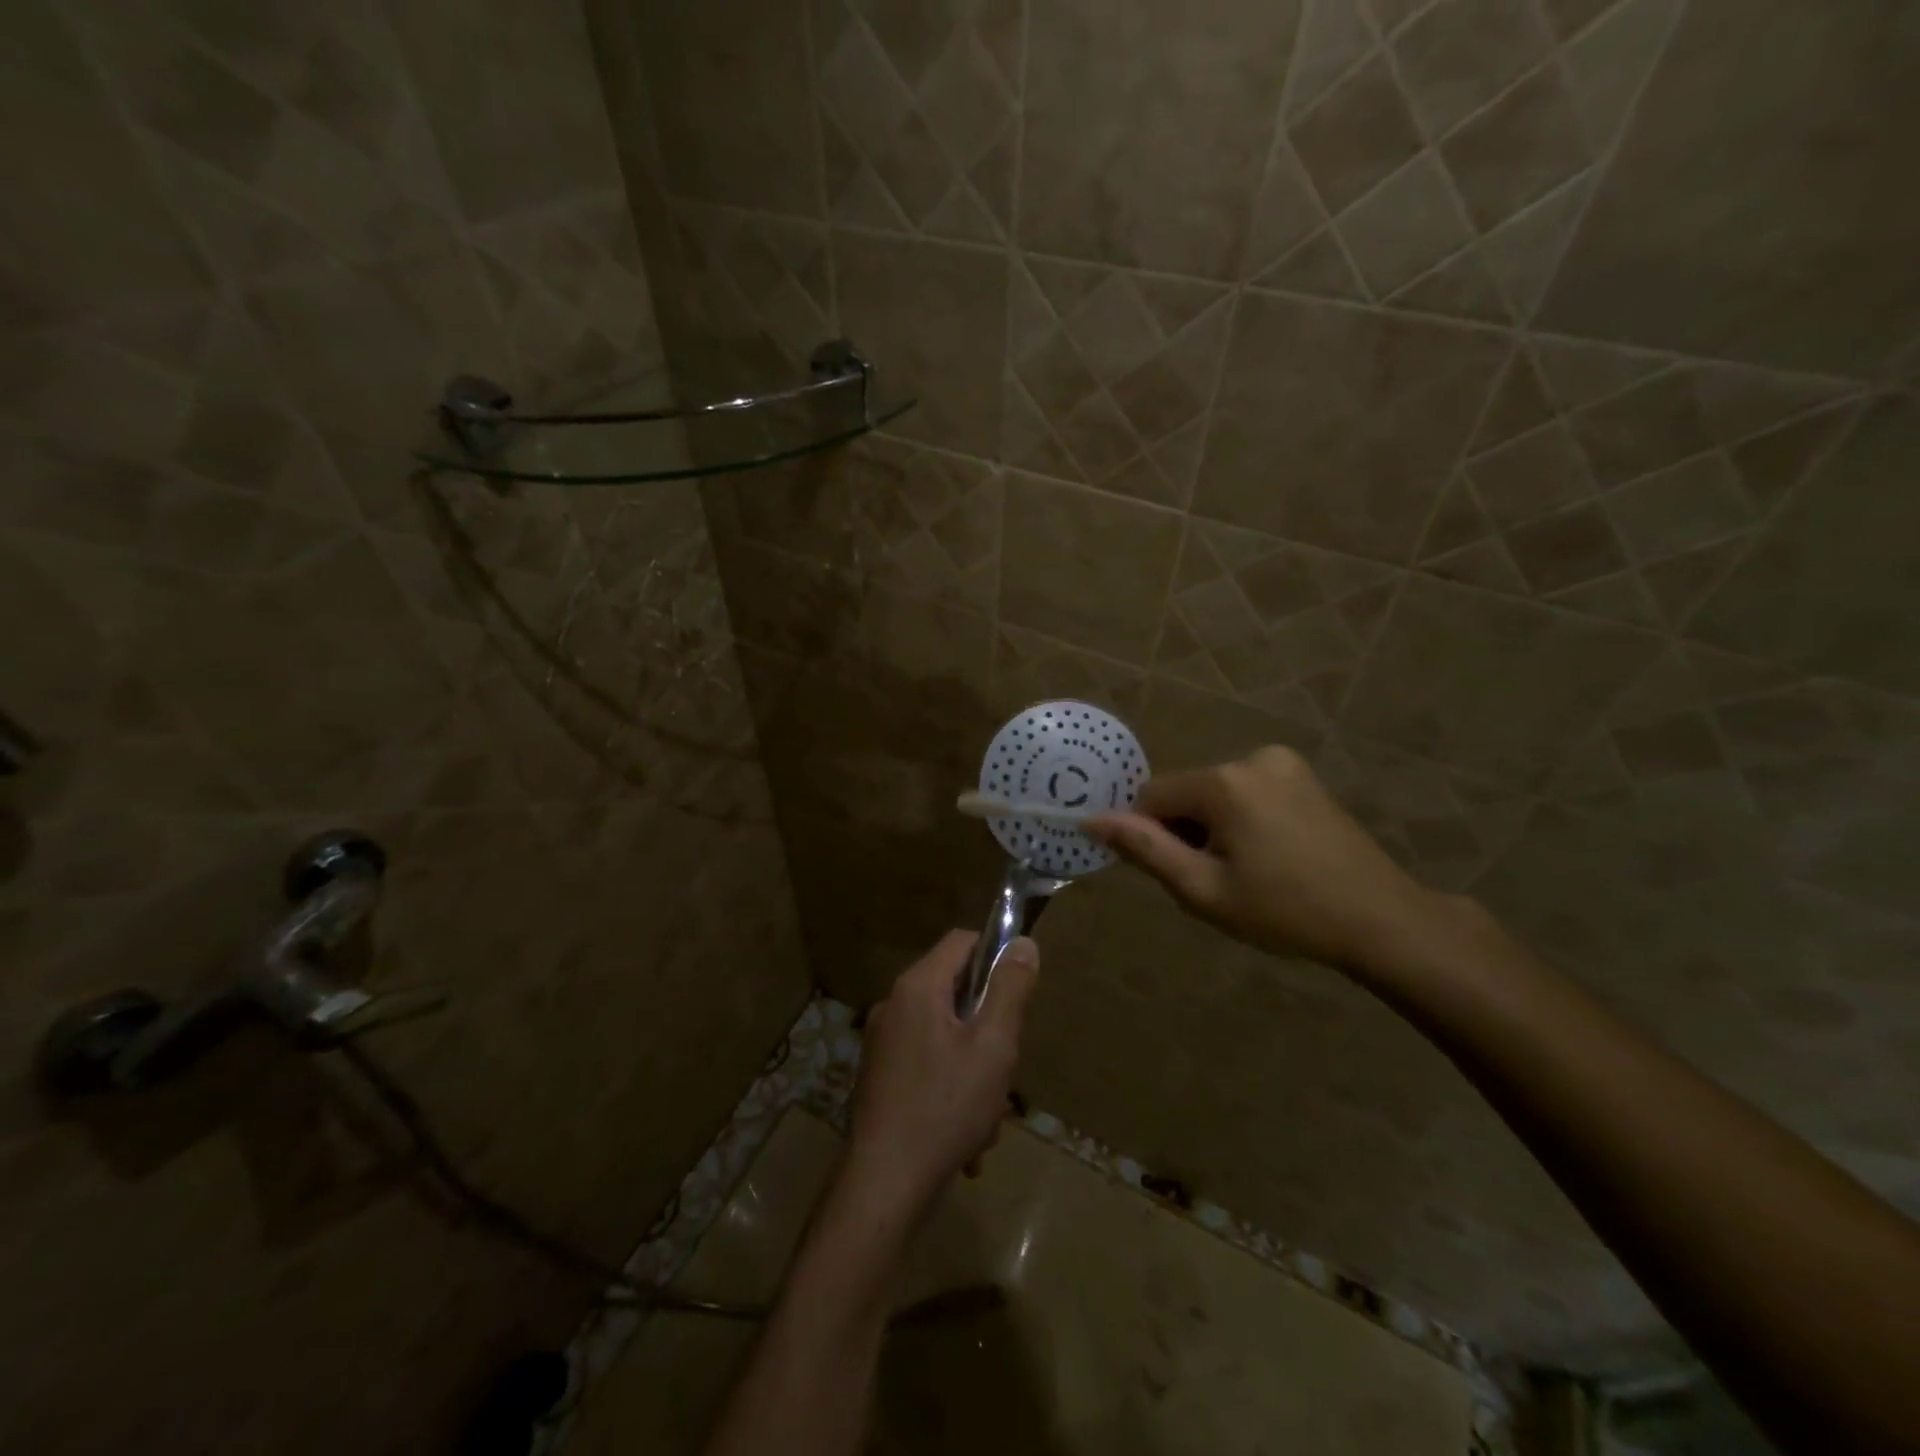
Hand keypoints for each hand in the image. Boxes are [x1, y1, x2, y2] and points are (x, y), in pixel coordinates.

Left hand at [844, 930, 1038, 1215]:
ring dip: (975, 1069)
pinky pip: (929, 1066)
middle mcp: (894, 1005)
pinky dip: (952, 1090)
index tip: (1018, 994)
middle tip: (1003, 1068)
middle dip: (989, 1028)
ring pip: (947, 1036)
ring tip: (986, 1116)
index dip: (995, 956)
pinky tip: (966, 1138)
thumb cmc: (946, 1107)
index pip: (962, 941)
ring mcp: (884, 1043)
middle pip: (956, 992)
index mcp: (918, 987)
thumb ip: (1010, 989)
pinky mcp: (882, 1077)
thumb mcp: (993, 1045)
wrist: (884, 1186)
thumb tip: (1022, 943)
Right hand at [1088, 745, 1457, 979]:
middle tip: (1217, 881)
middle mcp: (1251, 758)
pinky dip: (1241, 819)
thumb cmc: (1285, 911)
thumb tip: (1091, 820)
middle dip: (1185, 832)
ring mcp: (1283, 763)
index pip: (1152, 797)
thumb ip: (1144, 849)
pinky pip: (1246, 792)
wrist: (1382, 920)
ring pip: (1215, 794)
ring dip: (1213, 828)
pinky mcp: (1304, 776)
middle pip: (1186, 793)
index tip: (1177, 875)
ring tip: (1247, 872)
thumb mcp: (1203, 890)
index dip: (1151, 836)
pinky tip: (1269, 856)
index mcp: (1223, 782)